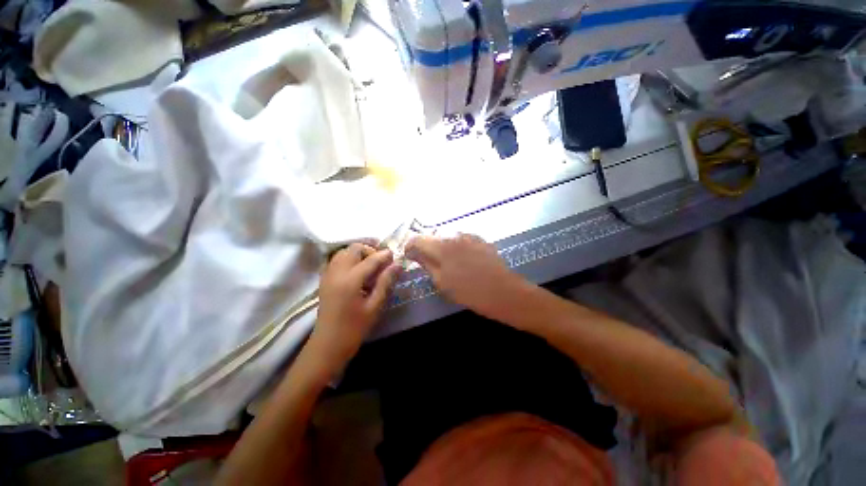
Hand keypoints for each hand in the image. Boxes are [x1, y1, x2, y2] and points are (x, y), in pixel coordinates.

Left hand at [311, 243, 401, 372]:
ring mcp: (328, 275)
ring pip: (343, 252)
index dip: (384, 255)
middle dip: (369, 250)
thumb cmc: (354, 329)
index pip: (370, 259)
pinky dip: (348, 259)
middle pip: (353, 249)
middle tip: (381, 261)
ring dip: (358, 254)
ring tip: (370, 265)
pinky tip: (357, 272)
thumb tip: (397, 265)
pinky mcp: (324, 280)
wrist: (327, 345)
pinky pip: (336, 260)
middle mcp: (336, 273)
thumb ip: (386, 283)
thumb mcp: (375, 307)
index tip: (395, 256)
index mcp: (350, 280)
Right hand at [405, 234, 527, 319]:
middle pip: (433, 236)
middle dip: (426, 247)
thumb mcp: (442, 282)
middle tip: (427, 262)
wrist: (504, 292)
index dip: (410, 246)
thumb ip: (426, 264)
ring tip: (446, 262)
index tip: (409, 256)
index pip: (418, 239)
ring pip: (447, 237)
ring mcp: (469, 236)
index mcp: (442, 246)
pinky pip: (461, 239)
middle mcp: (454, 235)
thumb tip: (414, 254)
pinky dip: (455, 247)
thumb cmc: (470, 292)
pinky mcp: (480, 239)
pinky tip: (462, 260)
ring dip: (442, 246)